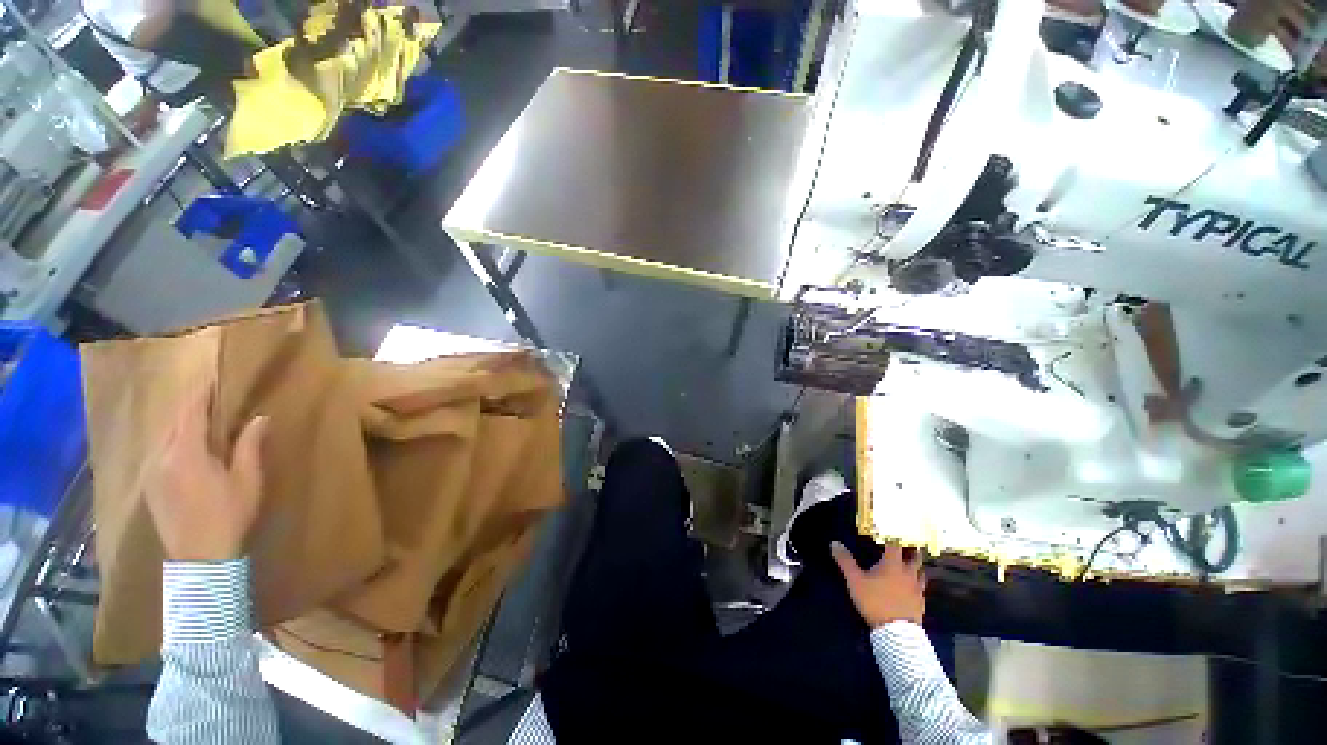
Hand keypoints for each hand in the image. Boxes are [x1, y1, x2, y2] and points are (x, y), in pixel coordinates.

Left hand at [144, 387, 267, 561]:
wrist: (200, 558)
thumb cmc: (229, 516)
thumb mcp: (247, 481)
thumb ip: (249, 446)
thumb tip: (259, 418)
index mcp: (185, 453)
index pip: (191, 413)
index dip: (201, 393)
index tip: (212, 377)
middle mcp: (161, 457)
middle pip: (173, 421)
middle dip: (189, 405)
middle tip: (208, 394)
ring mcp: (152, 472)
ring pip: (164, 436)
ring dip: (180, 423)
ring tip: (198, 416)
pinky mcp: (151, 486)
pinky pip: (159, 451)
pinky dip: (173, 439)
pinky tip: (185, 444)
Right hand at [832, 541, 926, 627]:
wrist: (896, 632)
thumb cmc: (875, 601)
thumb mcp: (855, 580)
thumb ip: (845, 561)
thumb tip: (834, 543)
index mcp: (892, 564)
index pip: (896, 544)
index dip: (894, 535)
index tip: (893, 529)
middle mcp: (908, 573)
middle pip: (914, 557)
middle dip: (911, 550)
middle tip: (907, 545)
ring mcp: (917, 589)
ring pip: (921, 573)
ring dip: (917, 567)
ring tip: (912, 564)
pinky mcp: (921, 603)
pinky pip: (922, 589)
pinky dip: (918, 584)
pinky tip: (913, 587)